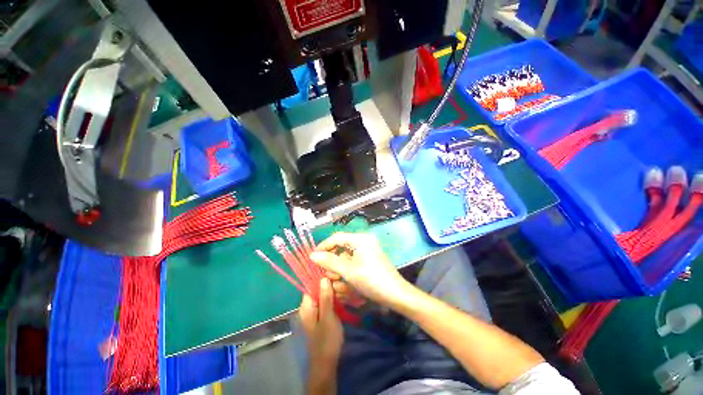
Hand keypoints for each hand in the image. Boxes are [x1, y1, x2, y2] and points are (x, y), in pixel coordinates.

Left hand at [299, 278, 343, 365]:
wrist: (327, 362)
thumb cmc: (327, 339)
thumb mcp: (328, 317)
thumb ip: (325, 297)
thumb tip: (323, 278)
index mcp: (306, 305)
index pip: (311, 284)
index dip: (322, 278)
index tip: (335, 276)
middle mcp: (308, 306)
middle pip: (318, 289)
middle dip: (330, 286)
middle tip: (343, 285)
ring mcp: (315, 311)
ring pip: (324, 295)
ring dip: (334, 292)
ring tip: (345, 290)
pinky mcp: (321, 315)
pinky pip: (326, 302)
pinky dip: (334, 299)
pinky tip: (343, 298)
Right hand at [310, 232, 409, 308]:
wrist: (395, 294)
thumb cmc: (371, 280)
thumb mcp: (348, 271)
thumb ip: (329, 261)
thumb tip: (312, 255)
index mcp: (360, 238)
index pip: (337, 237)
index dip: (324, 246)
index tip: (313, 257)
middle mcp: (364, 241)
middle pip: (341, 246)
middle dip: (332, 260)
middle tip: (326, 273)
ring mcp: (367, 250)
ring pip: (346, 256)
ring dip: (339, 267)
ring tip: (336, 280)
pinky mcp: (369, 259)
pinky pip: (353, 261)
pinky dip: (347, 270)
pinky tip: (344, 281)